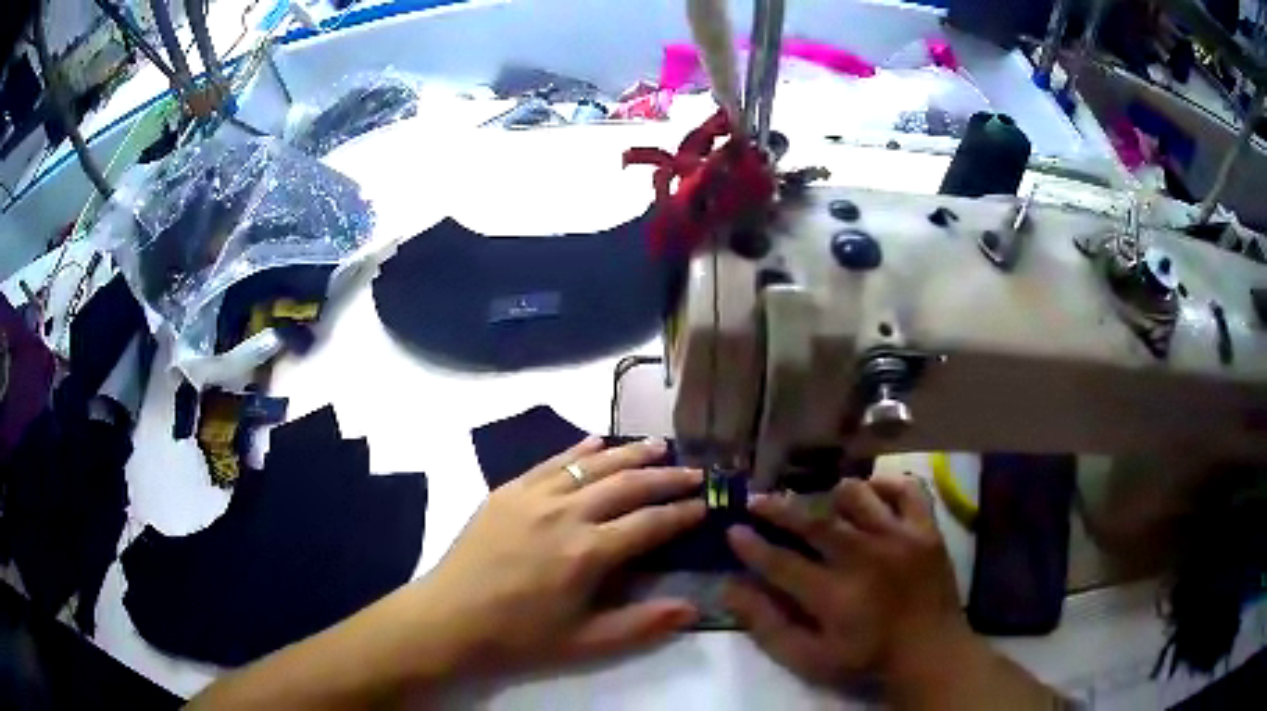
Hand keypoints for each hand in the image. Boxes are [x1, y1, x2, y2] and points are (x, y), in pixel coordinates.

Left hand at [410, 436, 705, 676]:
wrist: (448, 618)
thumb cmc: (518, 637)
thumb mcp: (584, 643)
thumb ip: (641, 625)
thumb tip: (693, 608)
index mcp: (587, 552)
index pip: (650, 524)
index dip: (683, 513)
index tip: (707, 505)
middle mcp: (565, 513)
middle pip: (628, 484)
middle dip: (667, 477)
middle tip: (696, 473)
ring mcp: (533, 496)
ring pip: (592, 464)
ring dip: (630, 454)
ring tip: (659, 446)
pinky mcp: (508, 490)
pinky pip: (551, 461)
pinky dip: (579, 450)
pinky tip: (597, 441)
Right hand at [724, 475, 970, 686]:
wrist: (931, 650)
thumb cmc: (867, 657)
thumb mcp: (810, 658)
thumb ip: (768, 625)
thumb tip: (731, 589)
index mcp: (834, 594)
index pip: (780, 562)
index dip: (752, 545)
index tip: (732, 530)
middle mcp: (864, 557)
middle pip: (813, 522)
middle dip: (778, 509)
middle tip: (757, 500)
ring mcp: (899, 537)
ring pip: (857, 496)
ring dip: (832, 496)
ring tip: (822, 503)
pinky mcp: (926, 529)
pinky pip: (905, 490)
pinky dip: (886, 485)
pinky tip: (872, 494)